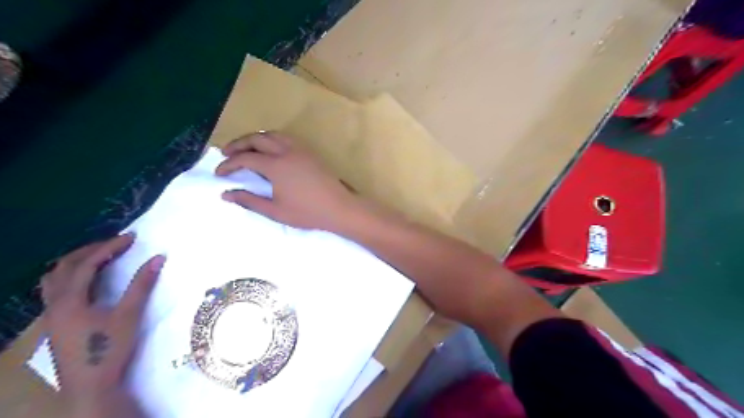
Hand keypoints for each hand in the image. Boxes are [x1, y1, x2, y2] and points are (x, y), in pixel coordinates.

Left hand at [40, 233, 163, 415]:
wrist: (91, 384)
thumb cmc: (109, 348)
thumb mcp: (129, 314)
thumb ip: (142, 284)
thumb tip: (159, 257)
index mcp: (70, 300)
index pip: (87, 264)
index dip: (109, 247)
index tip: (131, 238)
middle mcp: (55, 304)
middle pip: (64, 267)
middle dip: (91, 250)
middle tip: (116, 244)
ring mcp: (52, 315)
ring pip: (54, 279)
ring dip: (76, 263)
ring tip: (99, 257)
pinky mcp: (56, 323)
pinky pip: (56, 290)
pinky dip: (71, 277)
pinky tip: (88, 283)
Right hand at [216, 130, 365, 230]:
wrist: (339, 208)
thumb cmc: (307, 212)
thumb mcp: (275, 211)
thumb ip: (249, 201)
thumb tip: (225, 195)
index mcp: (276, 166)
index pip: (245, 158)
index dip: (229, 164)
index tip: (219, 173)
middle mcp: (286, 151)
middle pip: (256, 139)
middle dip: (238, 144)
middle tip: (227, 154)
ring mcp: (301, 149)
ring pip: (272, 134)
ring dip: (255, 139)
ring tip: (246, 149)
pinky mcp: (310, 152)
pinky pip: (286, 138)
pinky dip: (272, 139)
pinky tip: (271, 151)